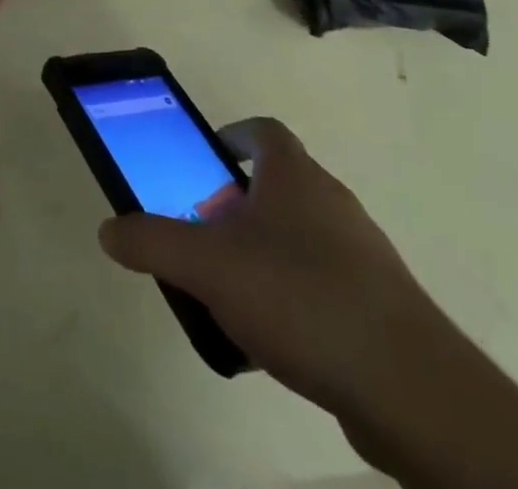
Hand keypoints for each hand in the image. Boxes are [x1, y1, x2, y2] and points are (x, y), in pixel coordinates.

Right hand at [98, 118, 451, 416]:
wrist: (409, 387)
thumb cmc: (300, 297)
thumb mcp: (207, 266)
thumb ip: (152, 242)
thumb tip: (108, 230)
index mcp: (295, 176)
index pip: (264, 130)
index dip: (235, 135)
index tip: (208, 158)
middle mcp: (332, 202)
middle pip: (280, 186)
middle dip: (239, 205)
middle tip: (206, 234)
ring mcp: (363, 254)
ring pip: (302, 238)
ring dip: (265, 253)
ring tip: (232, 293)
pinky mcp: (382, 305)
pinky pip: (325, 285)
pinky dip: (295, 298)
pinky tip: (273, 341)